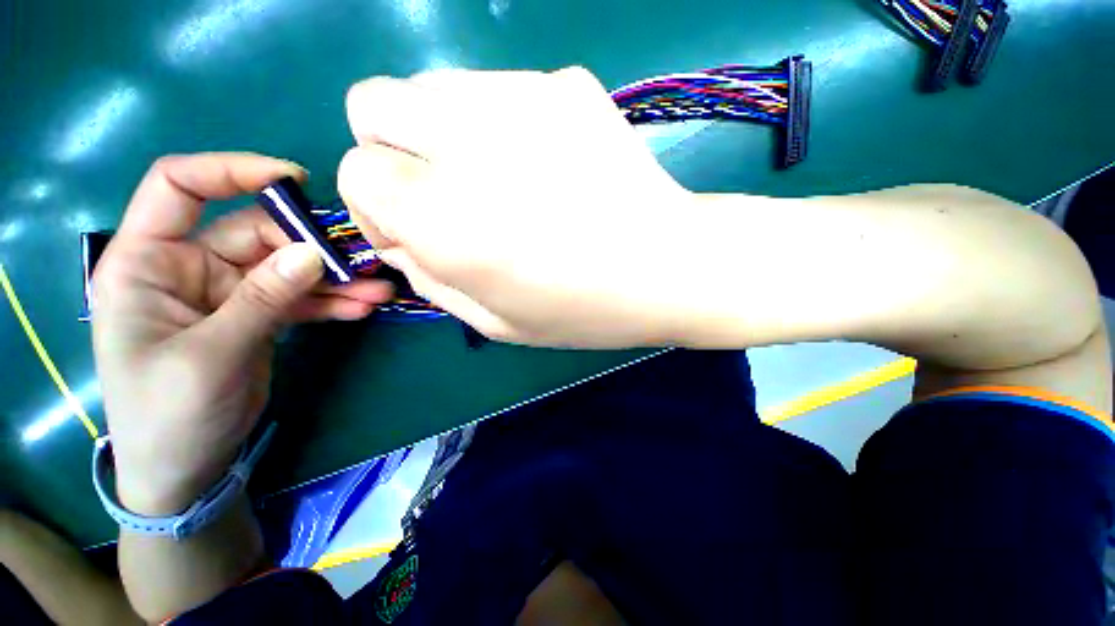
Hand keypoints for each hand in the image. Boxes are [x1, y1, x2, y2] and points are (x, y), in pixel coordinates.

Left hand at [92, 153, 392, 515]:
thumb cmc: (168, 415)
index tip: (293, 181)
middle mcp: (187, 267)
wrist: (184, 468)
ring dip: (334, 280)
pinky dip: (331, 302)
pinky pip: (299, 299)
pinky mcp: (256, 316)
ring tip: (378, 292)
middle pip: (256, 233)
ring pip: (288, 269)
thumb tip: (312, 253)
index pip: (180, 187)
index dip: (233, 171)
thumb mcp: (211, 356)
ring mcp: (227, 293)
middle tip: (362, 265)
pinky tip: (361, 309)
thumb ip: (261, 300)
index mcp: (147, 262)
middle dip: (311, 248)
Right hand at [337, 67, 694, 347]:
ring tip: (498, 179)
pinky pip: (497, 88)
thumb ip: (430, 279)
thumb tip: (397, 239)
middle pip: (374, 103)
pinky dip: (499, 124)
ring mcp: (520, 96)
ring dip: (443, 133)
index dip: (375, 204)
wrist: (667, 266)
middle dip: (392, 148)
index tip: (412, 229)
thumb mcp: (493, 321)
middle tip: (441, 190)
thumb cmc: (583, 309)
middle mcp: (466, 142)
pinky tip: (543, 163)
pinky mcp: (564, 84)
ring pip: (433, 87)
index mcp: (443, 216)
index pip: (356, 171)